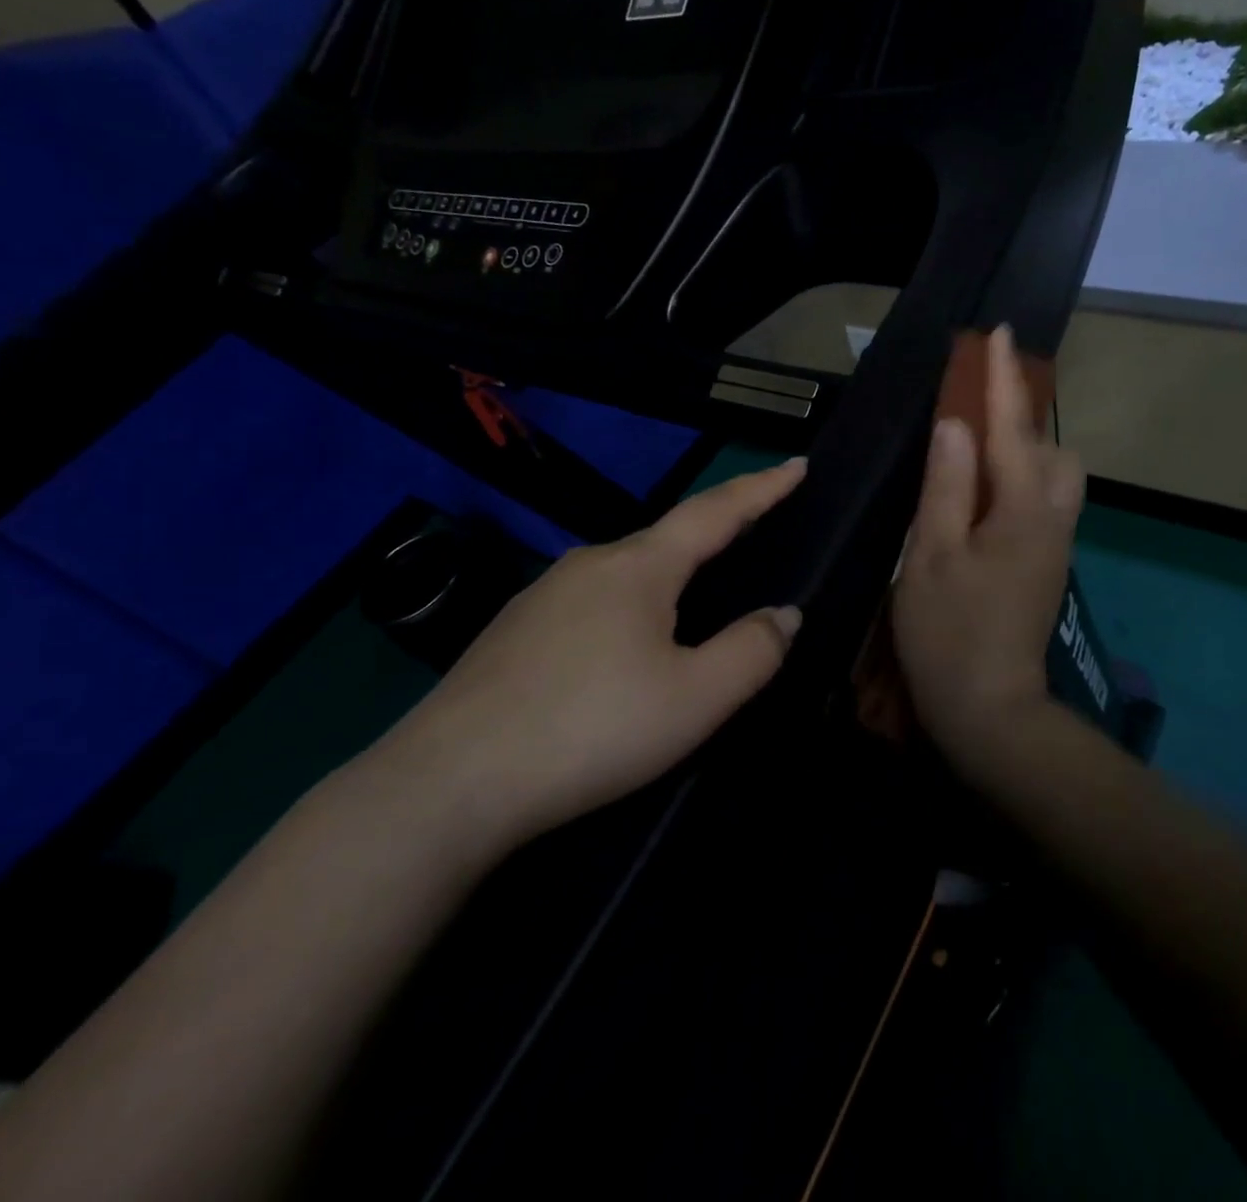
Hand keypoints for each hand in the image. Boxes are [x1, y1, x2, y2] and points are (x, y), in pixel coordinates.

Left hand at [367, 460, 806, 859]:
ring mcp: (543, 594)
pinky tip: (619, 652)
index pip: (715, 512)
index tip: (797, 464)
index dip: (762, 488)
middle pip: (667, 540)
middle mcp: (589, 563)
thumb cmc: (592, 729)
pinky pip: (590, 603)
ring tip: (689, 610)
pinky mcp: (513, 630)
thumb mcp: (695, 699)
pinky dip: (626, 610)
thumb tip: (783, 614)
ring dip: (667, 580)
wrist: (450, 782)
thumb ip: (751, 651)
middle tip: (751, 539)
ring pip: (624, 574)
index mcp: (639, 567)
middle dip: (714, 536)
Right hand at [892, 325, 1085, 768]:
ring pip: (1053, 475)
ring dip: (1023, 447)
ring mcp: (1054, 544)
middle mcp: (1051, 519)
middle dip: (1023, 415)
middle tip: (976, 406)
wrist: (989, 709)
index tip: (998, 333)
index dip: (1002, 379)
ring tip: (976, 446)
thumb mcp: (932, 555)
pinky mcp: (1046, 563)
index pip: (1014, 428)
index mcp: (1023, 511)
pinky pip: (1043, 499)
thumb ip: (947, 484)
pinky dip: (1020, 476)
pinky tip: (984, 491)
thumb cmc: (949, 632)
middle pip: (1052, 448)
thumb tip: (954, 423)